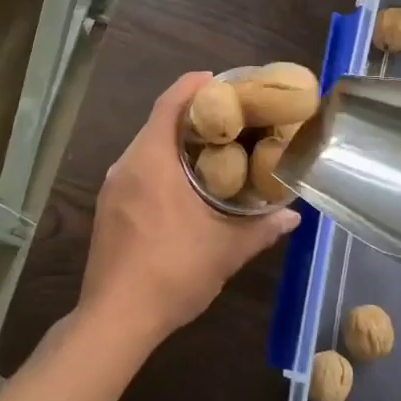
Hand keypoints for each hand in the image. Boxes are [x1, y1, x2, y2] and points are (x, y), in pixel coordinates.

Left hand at [80, 73, 299, 349]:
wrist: (115, 320)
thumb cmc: (172, 272)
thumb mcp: (225, 250)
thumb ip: (261, 228)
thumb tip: (293, 215)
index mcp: (151, 161)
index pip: (169, 104)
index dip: (193, 85)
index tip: (219, 80)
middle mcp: (126, 165)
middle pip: (158, 123)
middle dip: (191, 116)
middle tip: (229, 119)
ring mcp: (112, 188)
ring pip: (146, 149)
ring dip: (176, 143)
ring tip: (213, 151)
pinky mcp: (107, 209)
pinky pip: (137, 171)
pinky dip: (161, 166)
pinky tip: (184, 187)